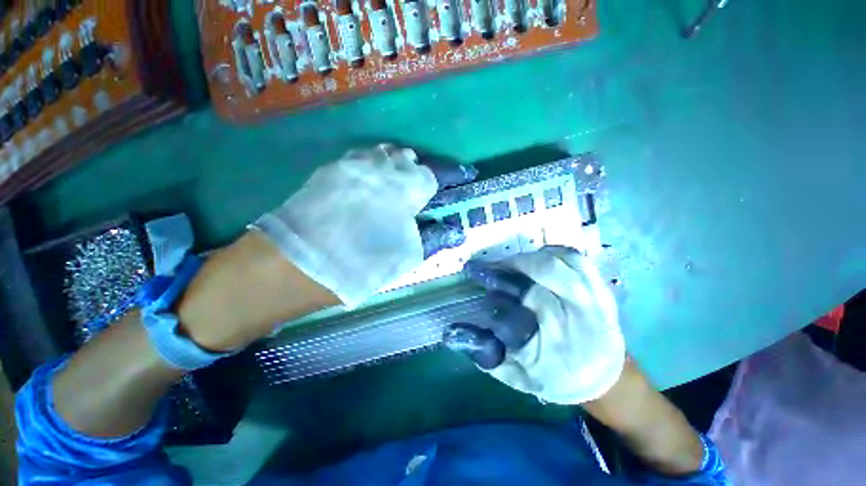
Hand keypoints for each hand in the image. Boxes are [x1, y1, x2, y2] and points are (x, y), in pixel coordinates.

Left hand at [253, 145, 476, 308]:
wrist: (298, 264)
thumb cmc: (363, 262)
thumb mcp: (408, 255)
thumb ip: (436, 238)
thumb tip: (457, 230)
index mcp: (405, 186)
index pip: (437, 173)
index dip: (453, 174)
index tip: (465, 175)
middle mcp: (381, 166)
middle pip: (410, 159)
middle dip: (422, 171)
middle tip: (426, 188)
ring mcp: (352, 163)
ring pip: (385, 155)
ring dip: (397, 167)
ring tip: (400, 184)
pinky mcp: (331, 169)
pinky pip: (362, 160)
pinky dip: (375, 168)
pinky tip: (372, 185)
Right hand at [443, 246, 625, 403]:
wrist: (604, 375)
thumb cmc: (555, 377)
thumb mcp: (517, 376)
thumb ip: (484, 354)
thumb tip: (452, 332)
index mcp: (557, 346)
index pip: (520, 312)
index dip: (493, 294)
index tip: (472, 281)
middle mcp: (579, 319)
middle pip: (544, 277)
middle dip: (507, 269)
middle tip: (483, 269)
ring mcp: (595, 299)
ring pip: (559, 262)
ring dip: (525, 259)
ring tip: (506, 264)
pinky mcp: (601, 288)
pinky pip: (576, 259)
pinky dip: (551, 252)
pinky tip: (534, 258)